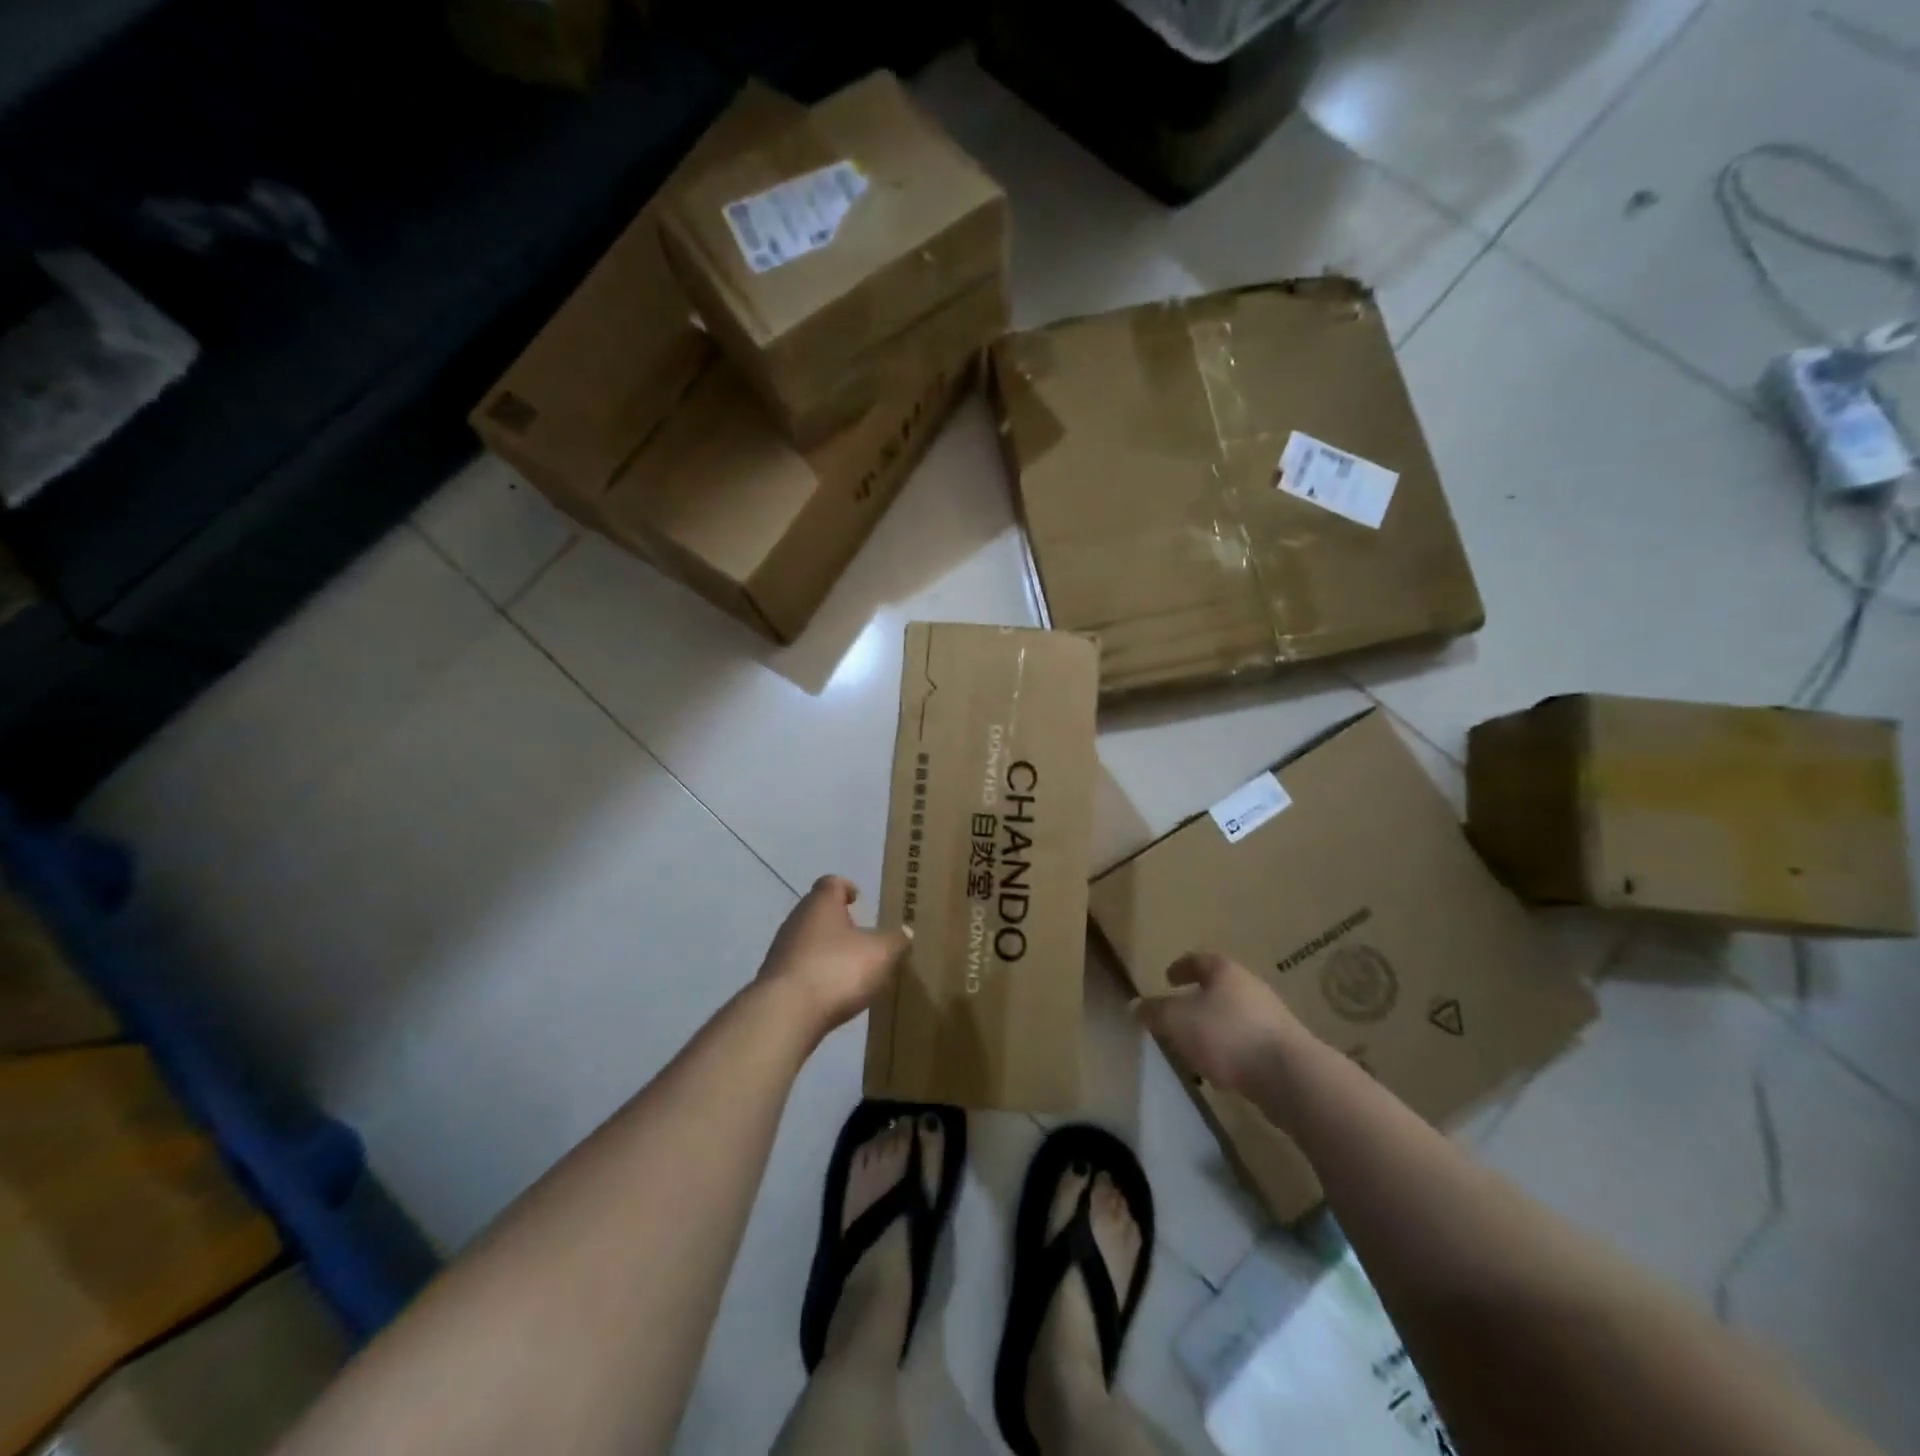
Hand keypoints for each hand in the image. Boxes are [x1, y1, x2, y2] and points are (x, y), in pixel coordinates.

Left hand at [757, 876, 909, 1037]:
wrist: (784, 1013)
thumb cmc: (836, 969)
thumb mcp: (881, 954)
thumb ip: (896, 941)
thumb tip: (904, 933)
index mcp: (821, 903)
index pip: (832, 883)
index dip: (846, 887)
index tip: (858, 899)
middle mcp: (796, 920)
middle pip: (818, 912)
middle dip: (839, 922)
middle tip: (862, 937)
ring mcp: (781, 950)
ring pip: (808, 941)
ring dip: (827, 950)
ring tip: (850, 969)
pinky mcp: (774, 980)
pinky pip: (800, 968)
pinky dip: (816, 975)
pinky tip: (832, 993)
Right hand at [1135, 952, 1306, 1095]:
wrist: (1289, 1074)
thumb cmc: (1226, 1034)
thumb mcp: (1177, 1021)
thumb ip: (1155, 1012)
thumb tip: (1136, 1005)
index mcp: (1224, 972)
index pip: (1198, 960)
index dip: (1181, 968)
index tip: (1168, 977)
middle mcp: (1250, 986)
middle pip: (1220, 987)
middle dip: (1199, 998)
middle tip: (1179, 1012)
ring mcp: (1271, 1016)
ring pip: (1235, 1015)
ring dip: (1215, 1026)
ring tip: (1197, 1045)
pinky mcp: (1283, 1046)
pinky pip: (1248, 1040)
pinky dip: (1232, 1048)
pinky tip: (1222, 1069)